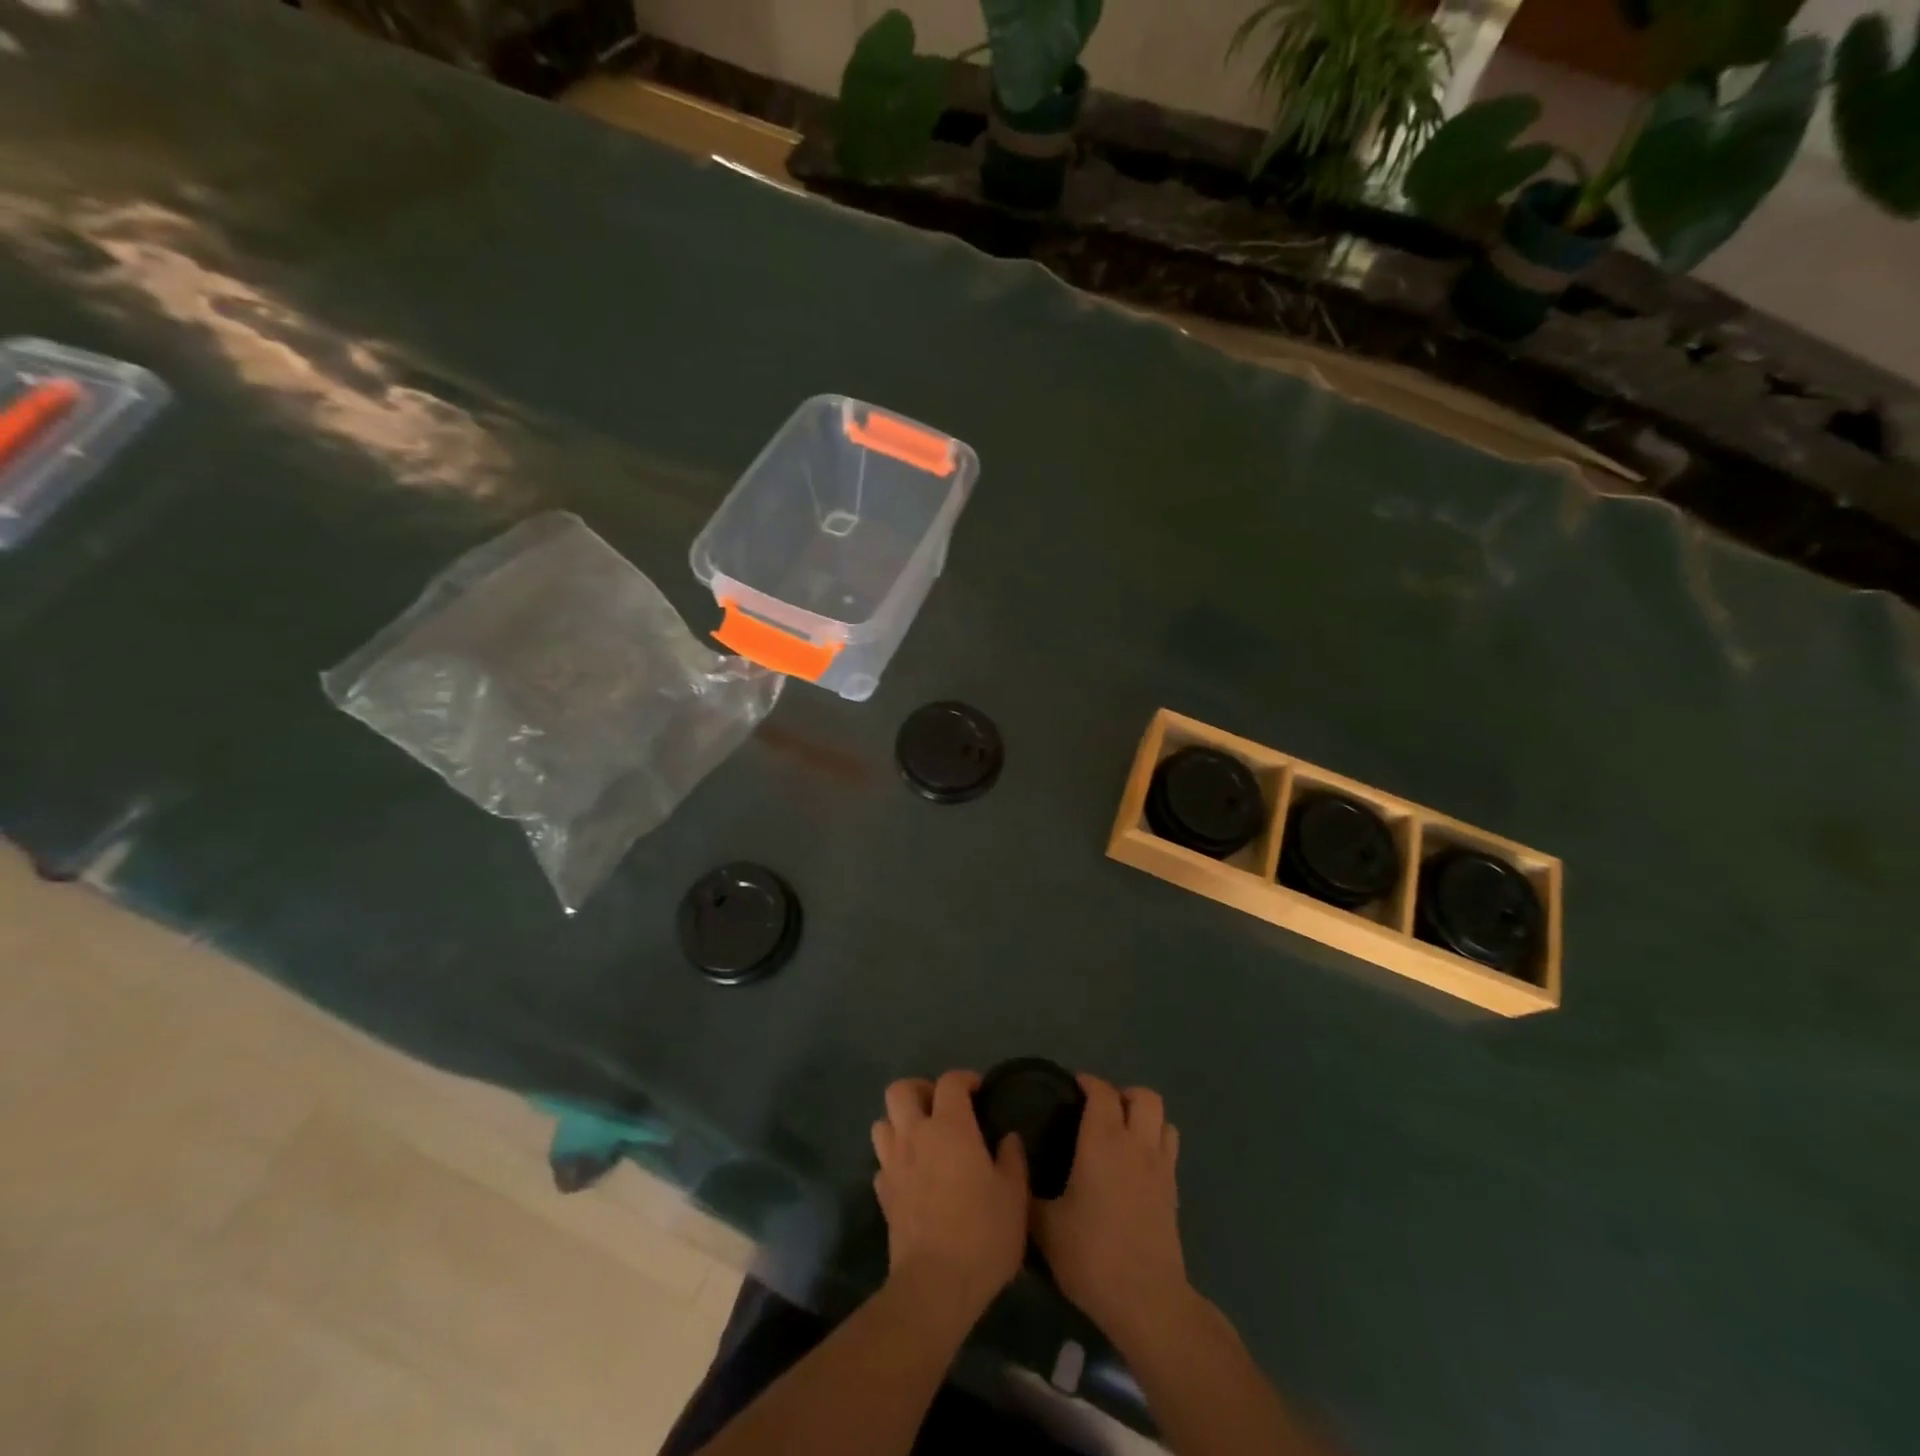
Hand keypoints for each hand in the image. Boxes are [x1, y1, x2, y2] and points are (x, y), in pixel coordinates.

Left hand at [872, 1070, 1029, 1319]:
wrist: (935, 1285)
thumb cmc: (982, 1233)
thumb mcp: (1014, 1195)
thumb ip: (1012, 1158)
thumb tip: (1008, 1137)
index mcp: (950, 1127)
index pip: (950, 1082)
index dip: (965, 1079)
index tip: (979, 1092)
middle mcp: (915, 1135)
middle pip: (900, 1090)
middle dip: (920, 1090)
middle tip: (941, 1108)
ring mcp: (893, 1164)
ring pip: (883, 1122)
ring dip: (900, 1123)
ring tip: (923, 1139)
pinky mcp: (882, 1195)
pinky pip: (882, 1162)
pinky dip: (895, 1161)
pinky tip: (912, 1177)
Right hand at [1034, 1075, 1190, 1348]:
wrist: (1146, 1300)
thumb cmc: (1091, 1254)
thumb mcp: (1045, 1226)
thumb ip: (1027, 1191)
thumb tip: (1012, 1168)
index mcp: (1103, 1140)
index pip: (1102, 1091)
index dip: (1088, 1082)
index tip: (1071, 1088)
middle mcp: (1136, 1144)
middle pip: (1144, 1096)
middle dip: (1123, 1095)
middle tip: (1099, 1112)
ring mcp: (1161, 1167)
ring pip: (1163, 1120)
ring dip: (1144, 1118)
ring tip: (1122, 1135)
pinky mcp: (1174, 1192)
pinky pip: (1169, 1149)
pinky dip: (1155, 1144)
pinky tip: (1135, 1167)